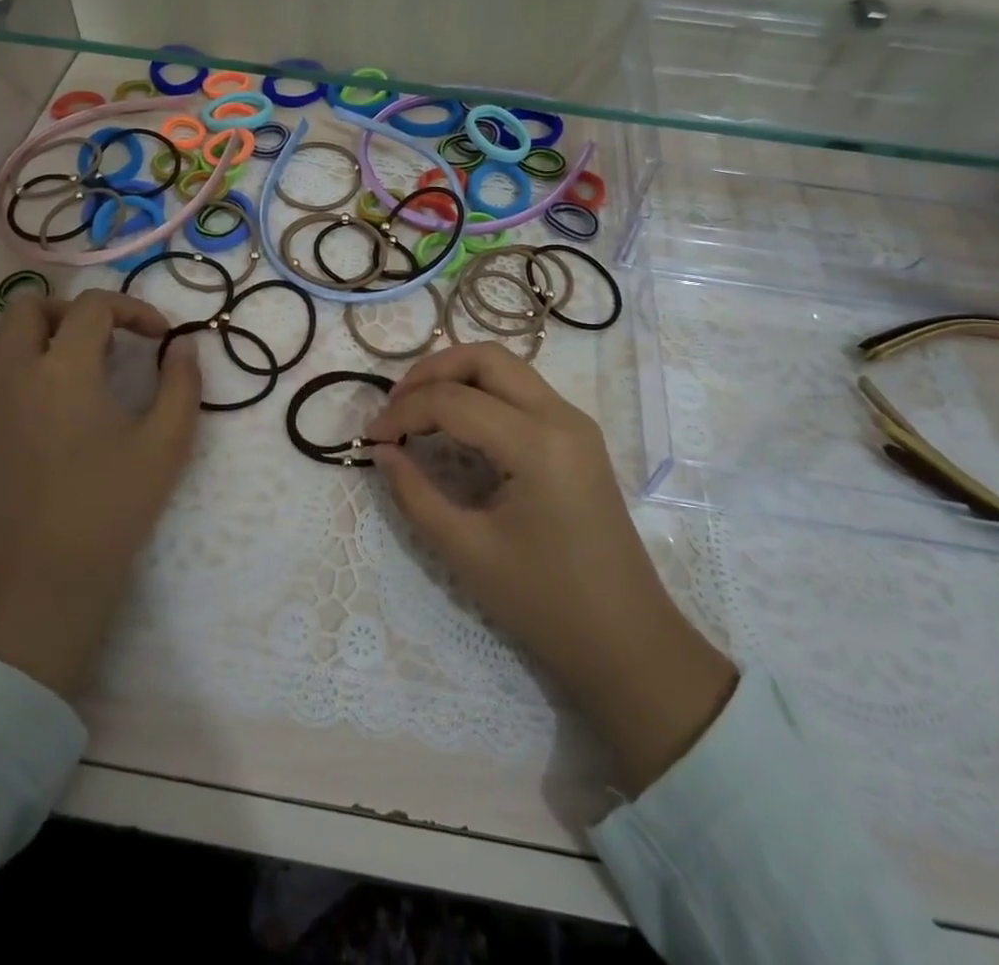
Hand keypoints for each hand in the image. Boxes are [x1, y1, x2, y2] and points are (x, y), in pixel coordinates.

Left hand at [0, 289, 201, 697]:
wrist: (40, 580)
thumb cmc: (111, 507)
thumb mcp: (167, 443)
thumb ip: (182, 383)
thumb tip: (182, 343)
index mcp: (65, 368)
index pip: (93, 306)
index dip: (131, 308)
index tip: (154, 336)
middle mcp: (10, 373)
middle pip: (26, 307)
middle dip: (67, 313)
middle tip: (97, 343)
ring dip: (19, 342)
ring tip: (48, 370)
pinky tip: (2, 403)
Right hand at [369, 344, 737, 793]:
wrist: (627, 640)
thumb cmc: (545, 603)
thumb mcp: (467, 551)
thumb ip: (415, 494)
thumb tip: (381, 451)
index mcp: (537, 443)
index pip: (453, 400)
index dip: (403, 412)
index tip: (370, 439)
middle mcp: (561, 416)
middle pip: (485, 358)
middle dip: (431, 372)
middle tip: (395, 407)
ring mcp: (575, 423)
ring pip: (506, 368)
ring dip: (457, 377)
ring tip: (417, 412)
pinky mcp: (578, 436)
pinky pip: (522, 392)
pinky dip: (482, 393)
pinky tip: (456, 424)